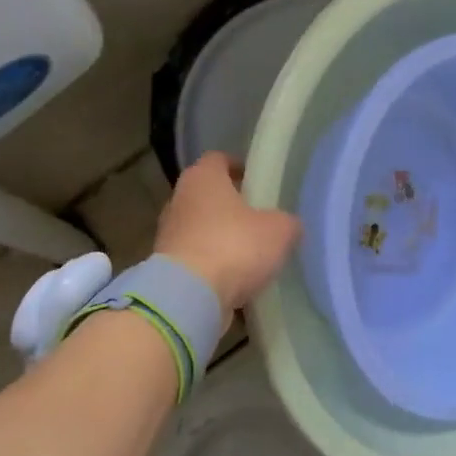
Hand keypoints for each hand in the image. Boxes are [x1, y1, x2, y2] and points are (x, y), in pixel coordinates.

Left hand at [156, 152, 301, 319]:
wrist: (189, 296)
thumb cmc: (234, 247)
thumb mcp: (279, 231)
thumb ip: (287, 223)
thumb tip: (288, 225)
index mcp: (202, 178)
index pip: (218, 159)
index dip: (238, 166)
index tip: (257, 180)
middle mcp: (179, 200)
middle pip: (207, 195)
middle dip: (230, 205)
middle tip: (258, 218)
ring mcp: (169, 235)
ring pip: (200, 228)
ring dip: (221, 237)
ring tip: (250, 253)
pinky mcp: (167, 267)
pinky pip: (196, 258)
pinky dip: (213, 265)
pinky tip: (235, 279)